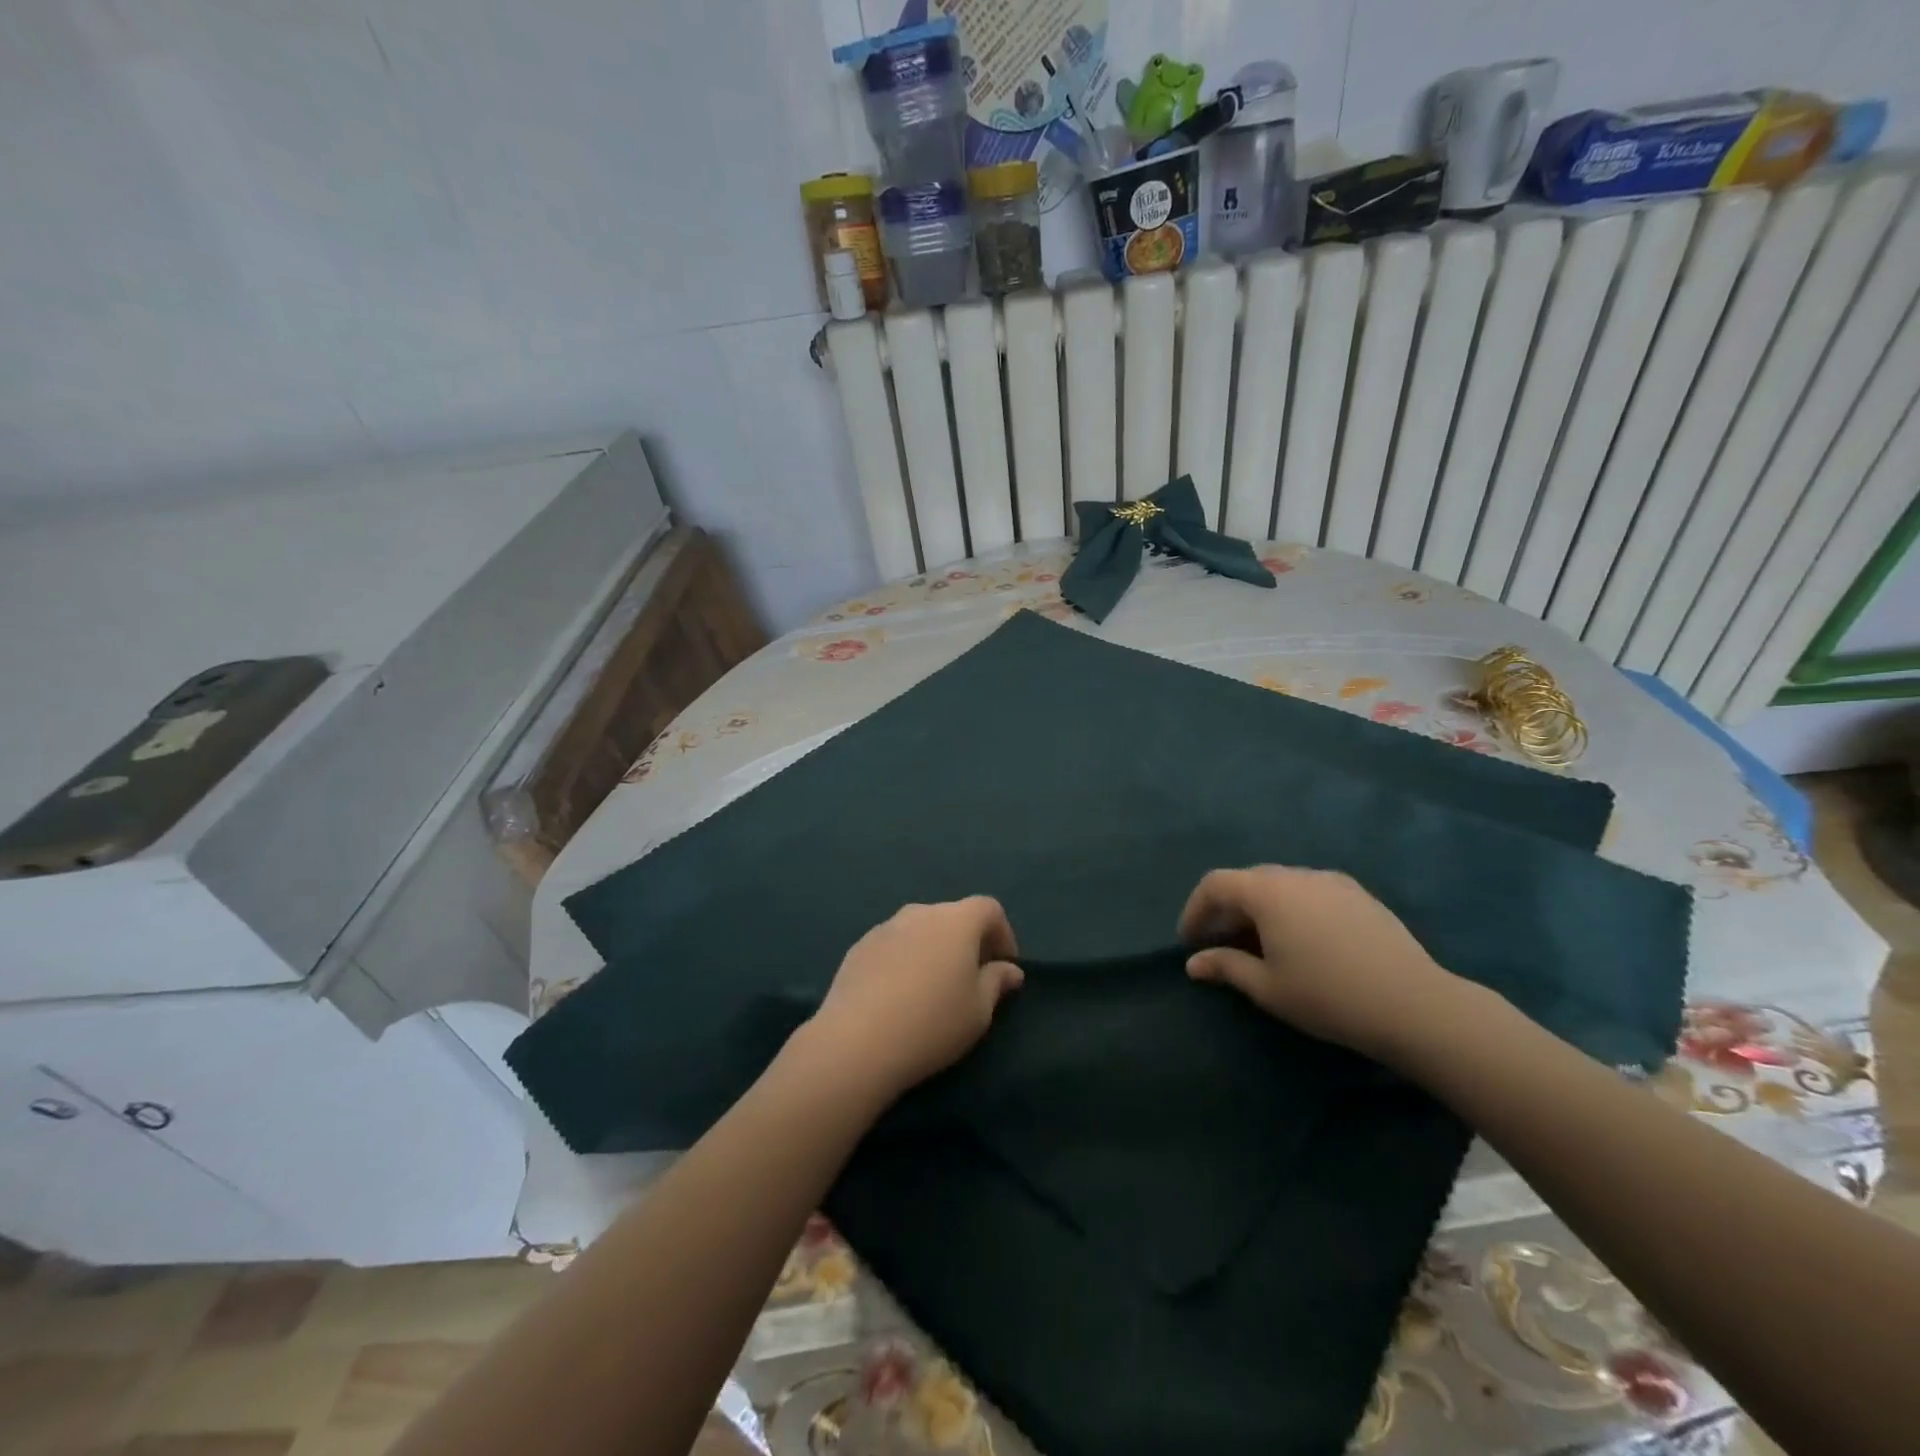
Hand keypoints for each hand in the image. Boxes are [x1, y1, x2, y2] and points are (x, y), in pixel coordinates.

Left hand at [803, 898, 1023, 1100]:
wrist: (857, 1041)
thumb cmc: (932, 1023)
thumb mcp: (979, 1011)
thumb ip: (997, 982)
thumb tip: (1009, 969)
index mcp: (956, 921)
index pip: (988, 908)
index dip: (1003, 933)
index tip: (1004, 966)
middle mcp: (920, 913)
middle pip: (952, 916)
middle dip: (967, 941)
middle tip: (971, 978)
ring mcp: (885, 927)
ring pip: (920, 929)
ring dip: (933, 949)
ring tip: (932, 988)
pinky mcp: (859, 947)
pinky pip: (893, 945)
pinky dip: (904, 959)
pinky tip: (898, 995)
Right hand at [1180, 866, 1463, 1065]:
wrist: (1414, 1004)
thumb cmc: (1328, 996)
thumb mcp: (1268, 987)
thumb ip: (1226, 967)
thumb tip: (1194, 963)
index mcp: (1267, 891)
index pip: (1215, 885)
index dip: (1195, 910)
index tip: (1189, 941)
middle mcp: (1296, 875)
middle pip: (1247, 881)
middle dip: (1227, 910)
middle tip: (1220, 944)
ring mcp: (1331, 881)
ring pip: (1281, 885)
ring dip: (1260, 908)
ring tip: (1260, 944)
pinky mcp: (1359, 894)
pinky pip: (1310, 892)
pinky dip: (1291, 908)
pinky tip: (1302, 941)